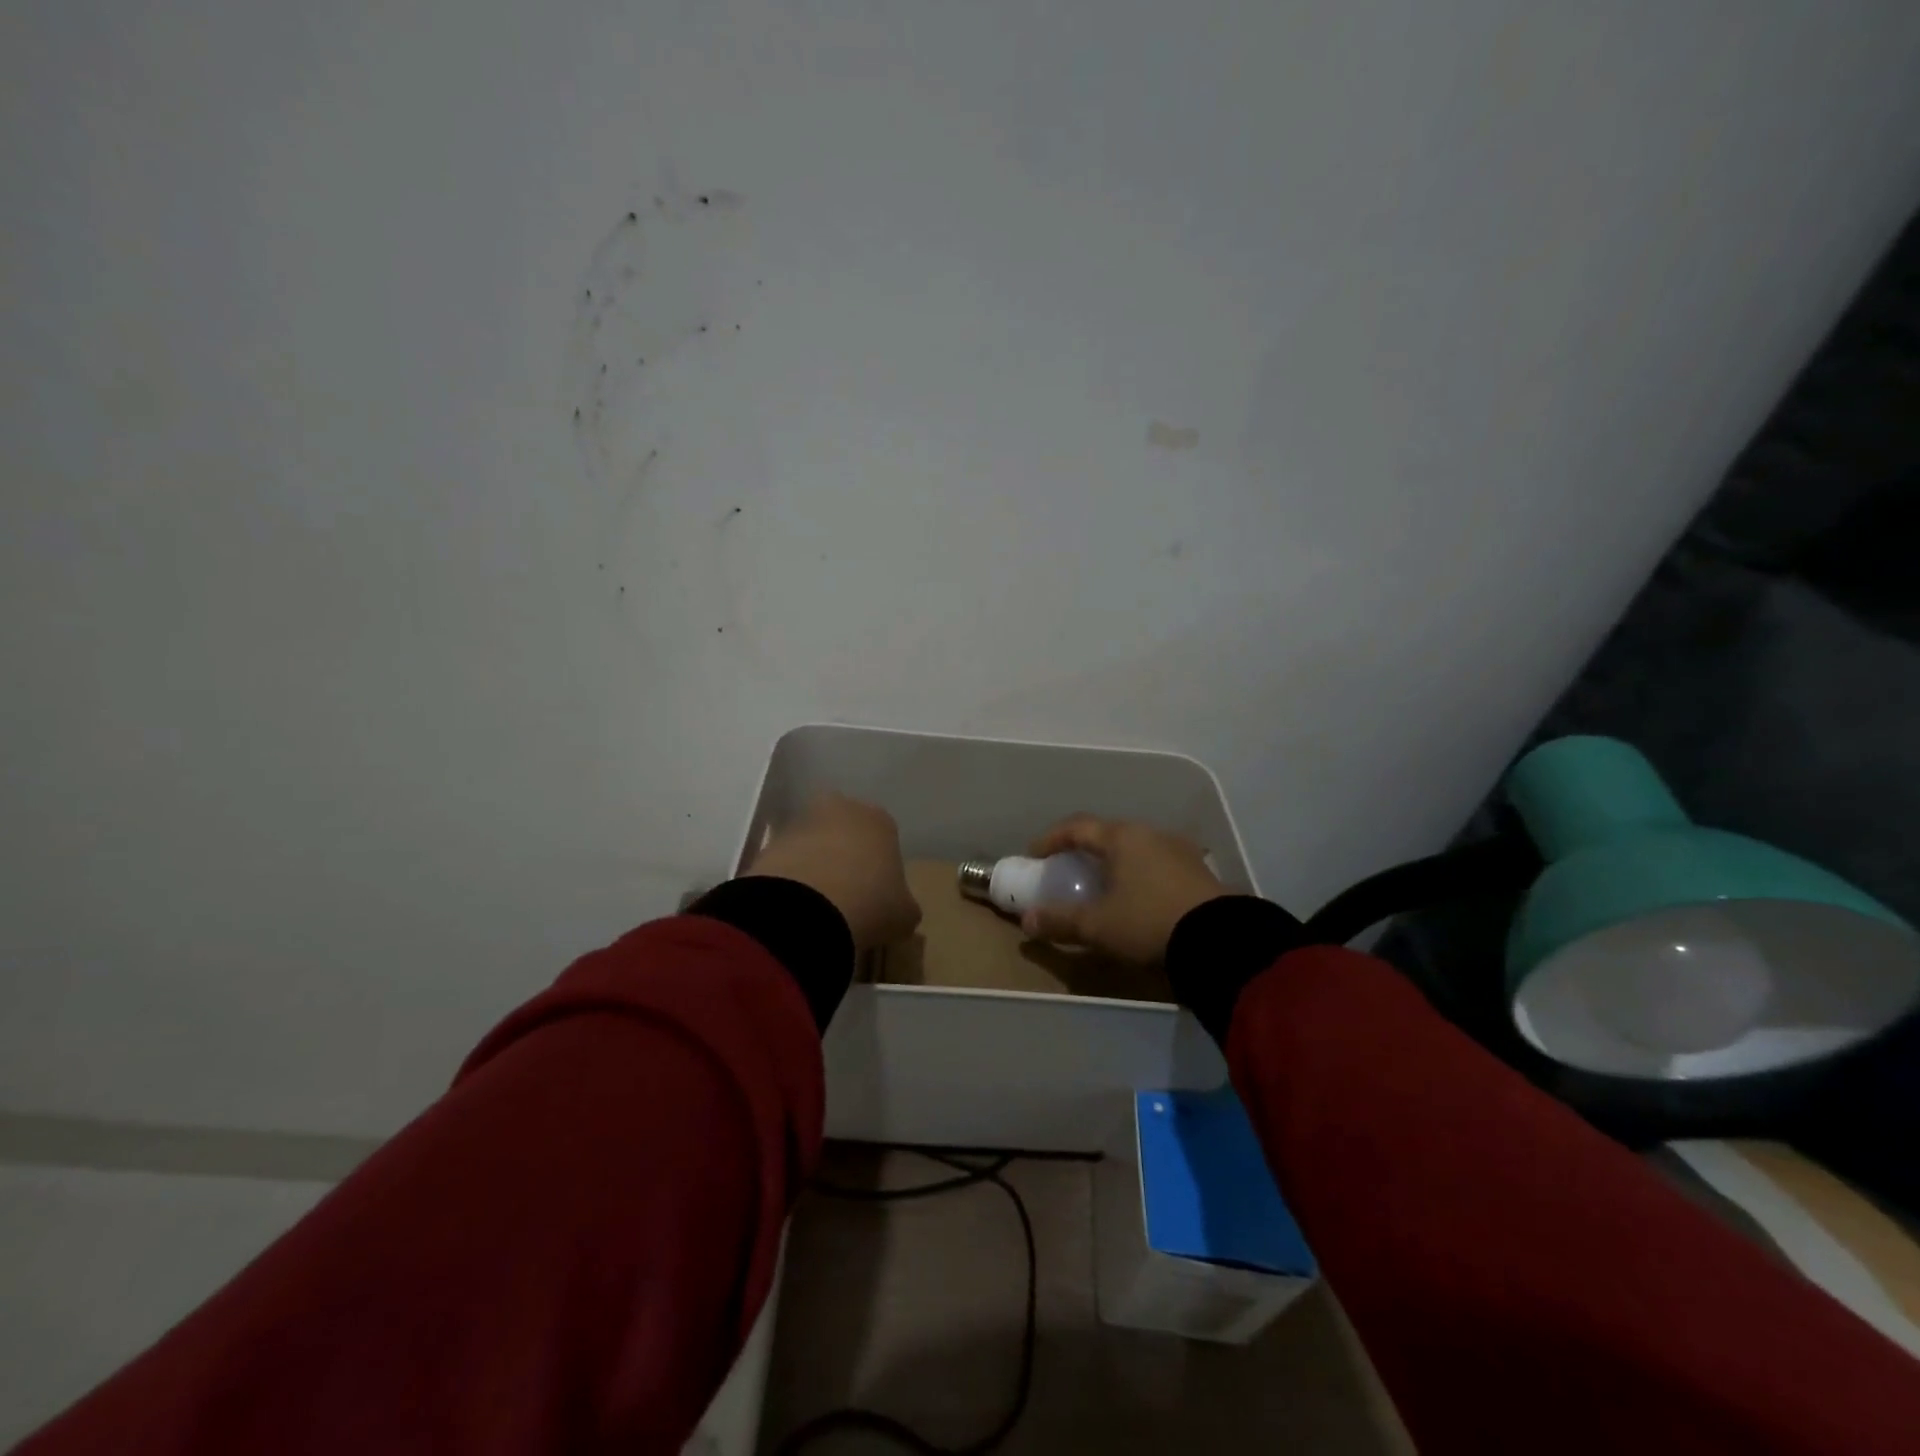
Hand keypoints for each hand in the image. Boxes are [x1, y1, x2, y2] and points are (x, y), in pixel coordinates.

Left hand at [746, 794, 920, 951]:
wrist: (804, 909)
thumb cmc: (870, 903)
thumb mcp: (904, 914)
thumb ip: (903, 906)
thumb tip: (898, 909)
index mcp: (880, 820)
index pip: (886, 838)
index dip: (882, 867)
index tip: (878, 896)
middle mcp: (841, 809)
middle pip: (846, 833)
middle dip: (845, 857)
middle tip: (847, 896)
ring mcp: (800, 823)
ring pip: (813, 844)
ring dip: (815, 867)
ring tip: (817, 908)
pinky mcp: (768, 843)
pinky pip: (786, 862)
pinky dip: (789, 881)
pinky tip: (794, 909)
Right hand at [1020, 815, 1226, 963]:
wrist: (1220, 939)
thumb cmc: (1148, 922)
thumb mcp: (1098, 926)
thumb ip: (1060, 921)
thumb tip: (1026, 921)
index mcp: (1122, 837)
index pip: (1077, 827)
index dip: (1051, 839)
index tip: (1034, 854)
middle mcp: (1150, 834)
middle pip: (1108, 834)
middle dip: (1084, 849)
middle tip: (1068, 868)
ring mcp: (1179, 849)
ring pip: (1135, 847)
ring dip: (1114, 861)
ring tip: (1104, 883)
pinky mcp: (1199, 870)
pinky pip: (1157, 863)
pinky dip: (1139, 873)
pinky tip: (1139, 895)